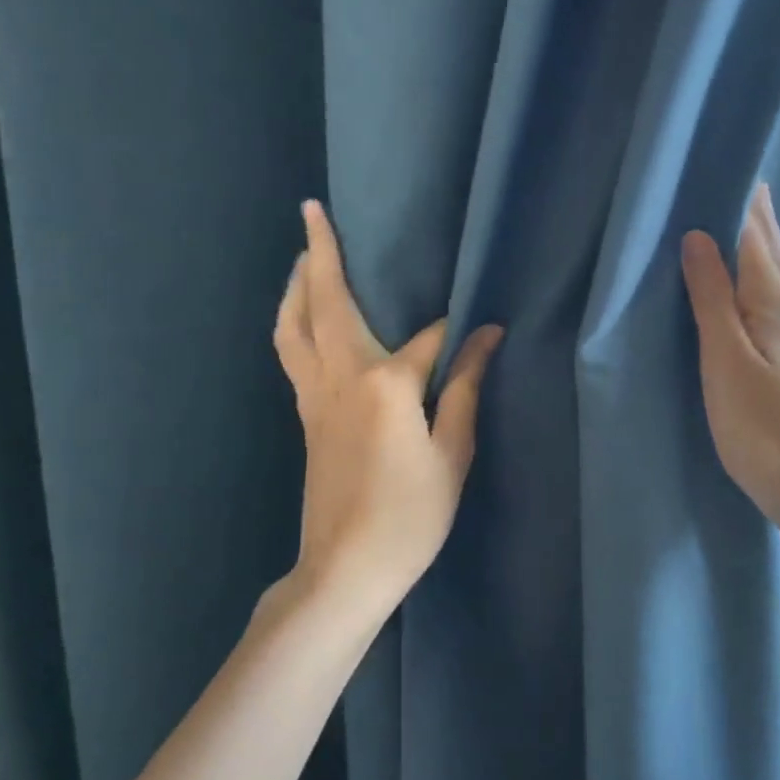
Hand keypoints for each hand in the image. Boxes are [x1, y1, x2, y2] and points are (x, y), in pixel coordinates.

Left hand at [274, 200, 502, 618]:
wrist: (346, 568)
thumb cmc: (411, 516)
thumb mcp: (453, 454)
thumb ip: (465, 389)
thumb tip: (486, 336)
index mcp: (386, 384)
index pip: (428, 339)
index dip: (458, 334)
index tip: (484, 329)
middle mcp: (341, 377)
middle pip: (329, 304)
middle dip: (322, 255)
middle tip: (313, 212)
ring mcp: (315, 397)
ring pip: (294, 327)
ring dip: (297, 286)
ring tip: (302, 258)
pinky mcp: (305, 417)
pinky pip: (292, 353)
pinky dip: (294, 323)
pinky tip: (303, 322)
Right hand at [681, 184, 779, 541]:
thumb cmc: (763, 426)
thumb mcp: (726, 359)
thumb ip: (712, 298)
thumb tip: (698, 236)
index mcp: (772, 299)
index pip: (752, 231)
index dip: (735, 196)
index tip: (716, 161)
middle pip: (768, 246)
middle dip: (749, 210)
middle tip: (726, 173)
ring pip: (771, 271)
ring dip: (752, 241)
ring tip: (731, 214)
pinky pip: (769, 298)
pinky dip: (753, 276)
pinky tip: (744, 284)